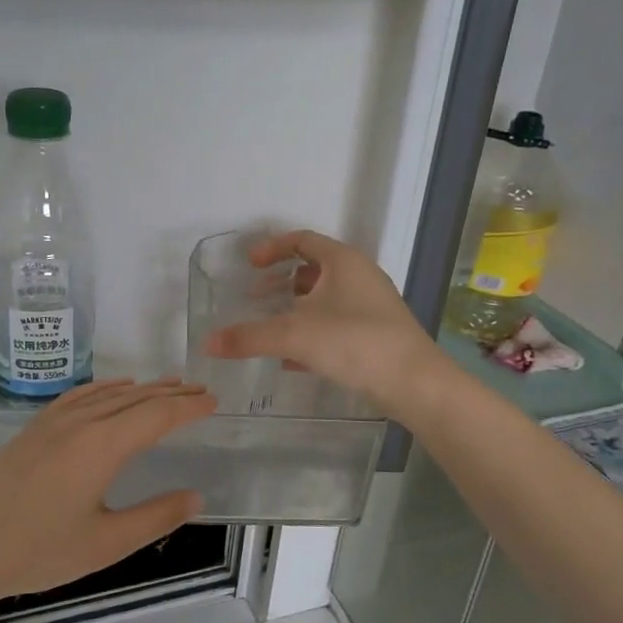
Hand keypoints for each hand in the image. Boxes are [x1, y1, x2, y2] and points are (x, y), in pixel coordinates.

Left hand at [0, 378, 217, 606]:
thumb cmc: (37, 550)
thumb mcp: (105, 543)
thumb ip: (154, 517)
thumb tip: (195, 497)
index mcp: (103, 445)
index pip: (157, 416)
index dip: (188, 408)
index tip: (213, 401)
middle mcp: (81, 422)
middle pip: (136, 399)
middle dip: (171, 394)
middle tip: (200, 390)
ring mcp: (53, 422)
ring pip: (108, 394)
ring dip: (142, 389)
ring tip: (167, 385)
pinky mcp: (34, 429)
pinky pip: (79, 396)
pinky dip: (104, 388)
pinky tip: (113, 389)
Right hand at [203, 230, 441, 414]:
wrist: (414, 383)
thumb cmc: (354, 342)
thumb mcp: (294, 335)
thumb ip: (248, 337)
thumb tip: (207, 343)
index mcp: (343, 262)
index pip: (302, 239)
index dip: (272, 247)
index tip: (249, 264)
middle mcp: (359, 277)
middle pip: (313, 269)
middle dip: (280, 282)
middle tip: (254, 296)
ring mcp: (370, 307)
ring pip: (324, 300)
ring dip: (294, 309)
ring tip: (268, 327)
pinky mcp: (375, 335)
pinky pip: (334, 325)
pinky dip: (310, 333)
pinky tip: (290, 359)